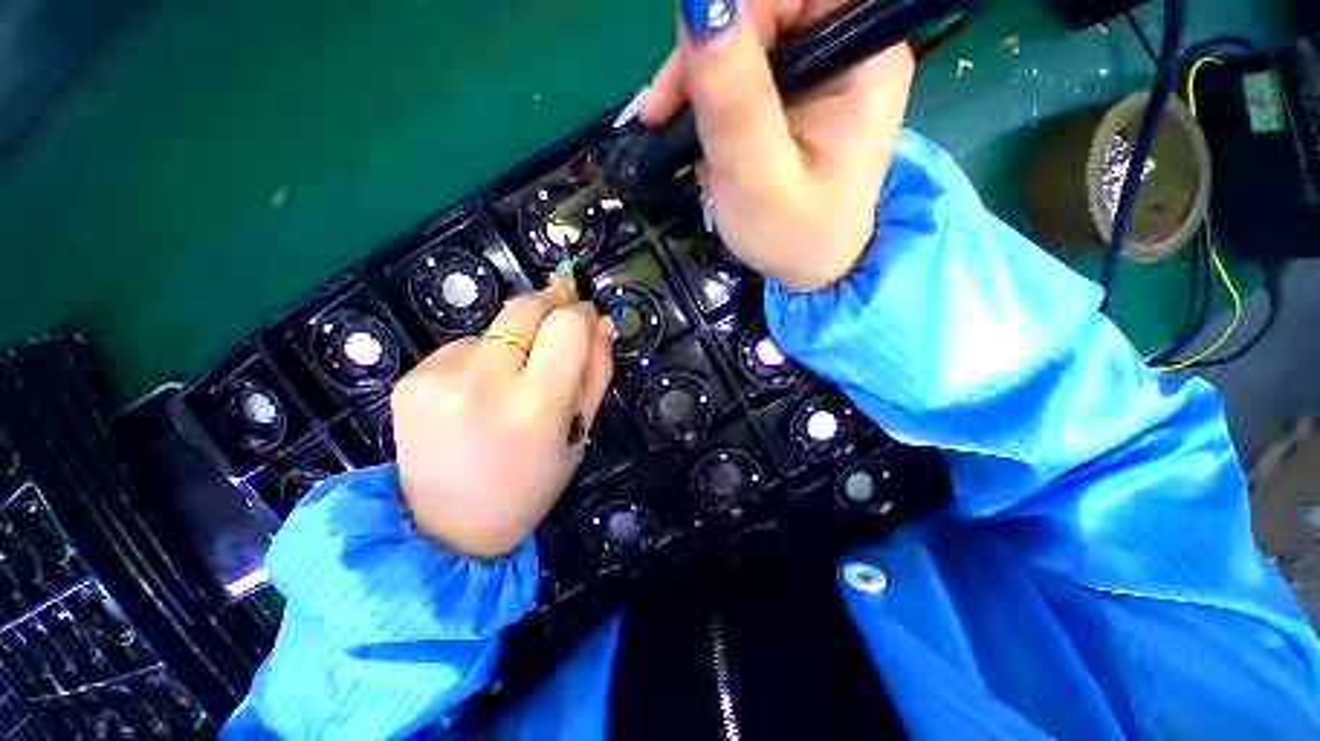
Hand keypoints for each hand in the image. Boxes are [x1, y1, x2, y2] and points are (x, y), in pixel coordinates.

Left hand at [392, 276, 612, 558]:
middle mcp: (484, 383)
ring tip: (513, 380)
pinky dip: (482, 358)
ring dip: (515, 341)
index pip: (566, 325)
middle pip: (524, 307)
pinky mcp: (410, 378)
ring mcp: (438, 378)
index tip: (587, 316)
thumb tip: (600, 320)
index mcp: (536, 405)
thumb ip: (596, 370)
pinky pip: (463, 347)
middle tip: (559, 321)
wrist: (446, 528)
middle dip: (549, 305)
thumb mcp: (580, 431)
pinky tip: (479, 393)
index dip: (581, 312)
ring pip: (495, 326)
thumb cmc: (531, 484)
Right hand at [641, 0, 913, 293]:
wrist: (811, 269)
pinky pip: (748, 66)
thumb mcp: (758, 178)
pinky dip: (712, 94)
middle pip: (770, 6)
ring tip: (671, 126)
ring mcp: (825, 68)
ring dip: (701, 75)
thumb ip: (735, 99)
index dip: (738, 14)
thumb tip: (700, 4)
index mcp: (863, 57)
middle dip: (709, 51)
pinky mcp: (801, 91)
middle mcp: (851, 46)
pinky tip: (698, 133)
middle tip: (667, 110)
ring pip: (750, 34)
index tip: (689, 72)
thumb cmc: (793, 237)